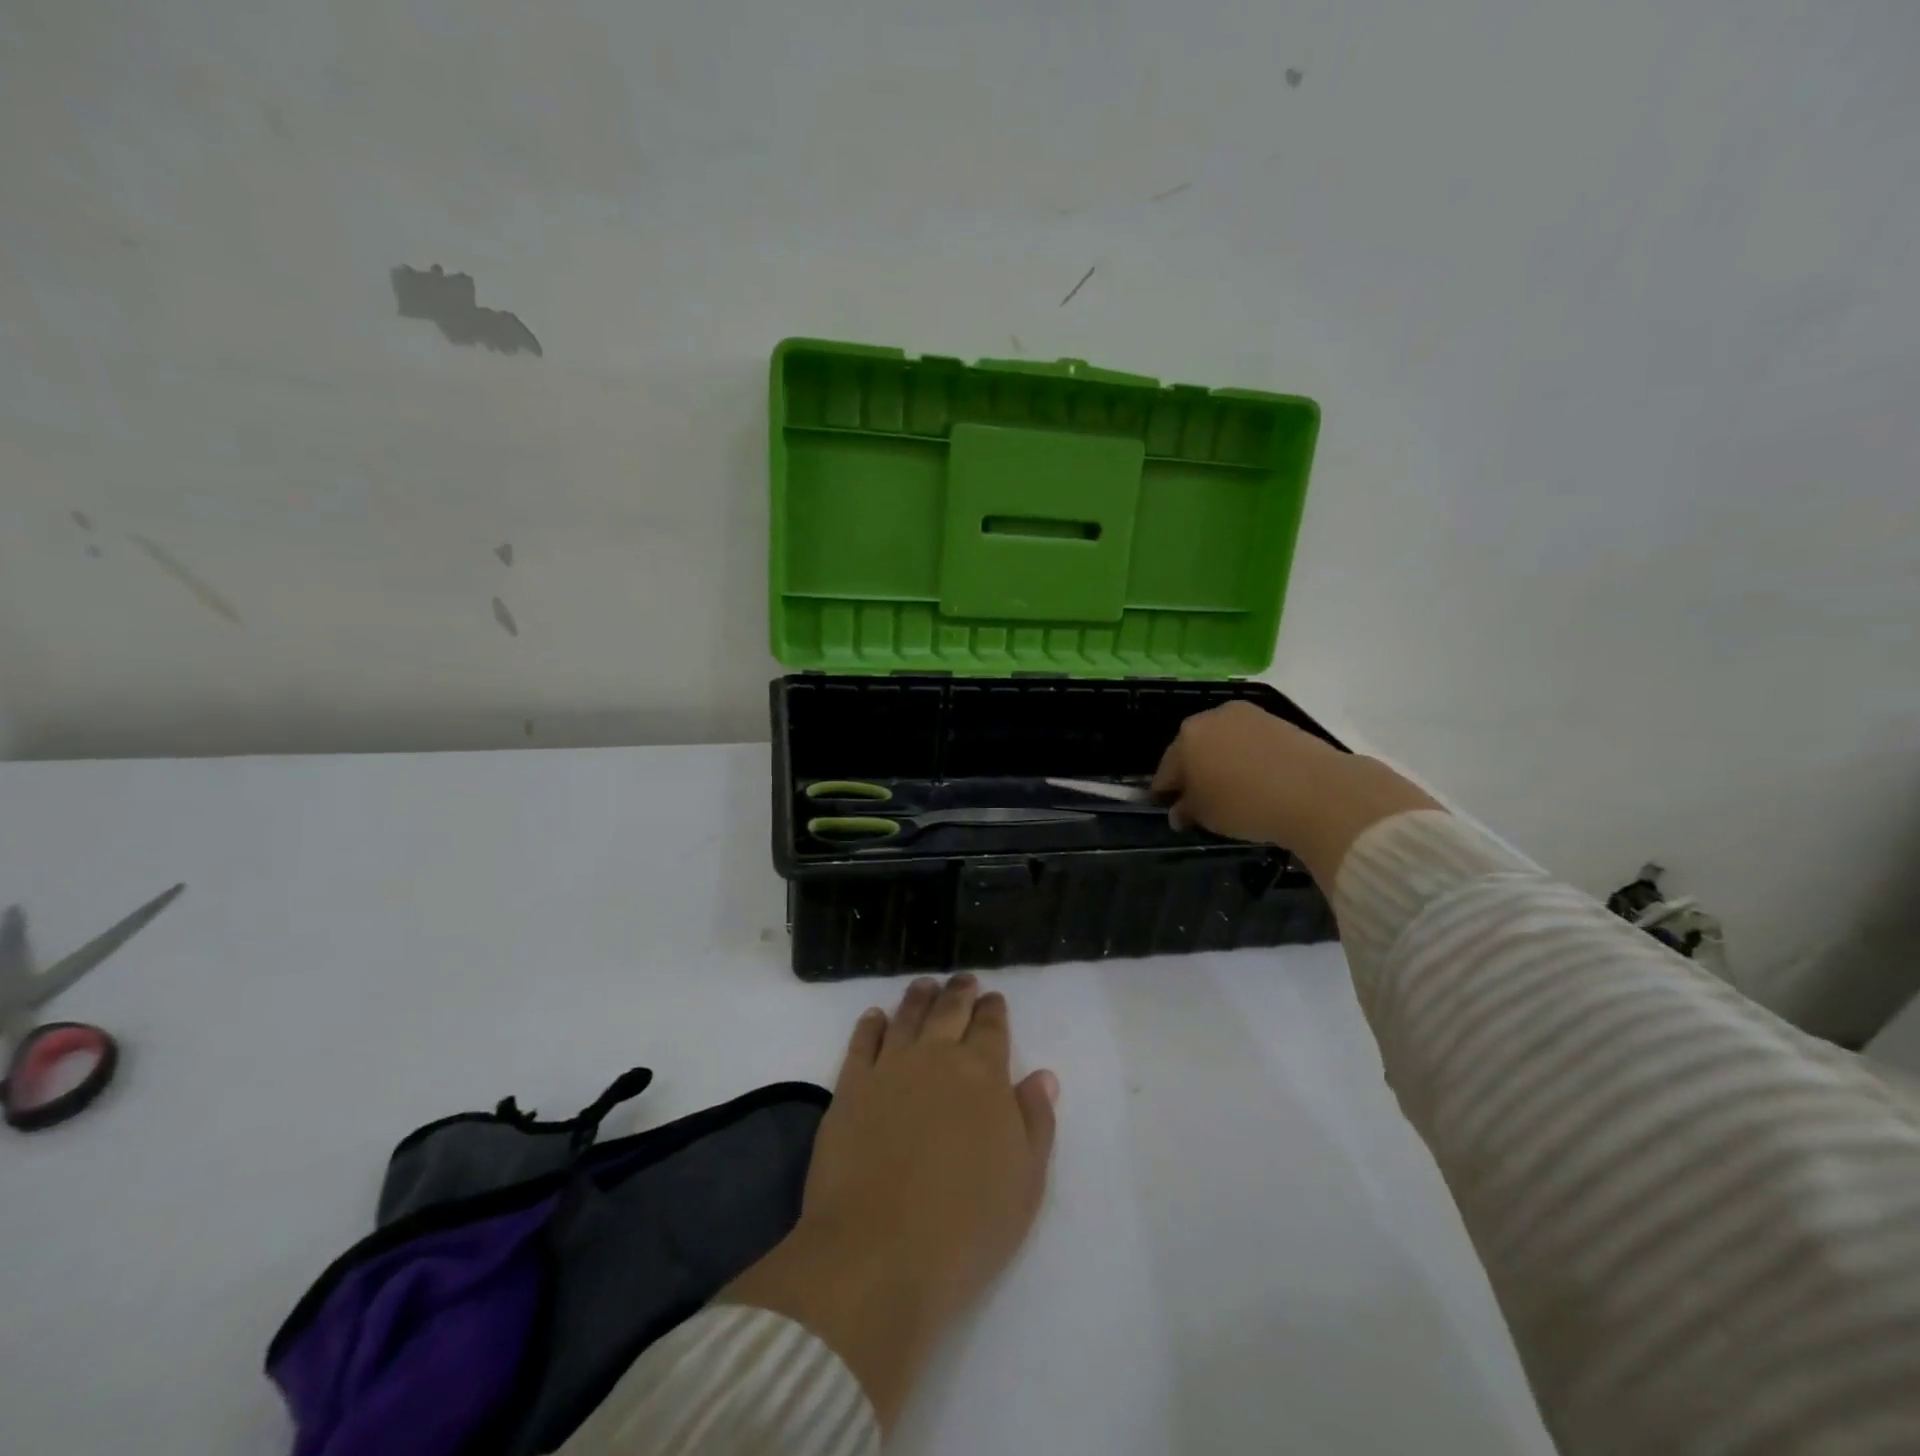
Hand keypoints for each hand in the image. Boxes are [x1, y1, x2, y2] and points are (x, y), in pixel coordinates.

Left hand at [723, 976, 1057, 1430]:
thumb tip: (1042, 1076)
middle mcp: (936, 1058)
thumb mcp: (1024, 1183)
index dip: (994, 1010)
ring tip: (924, 985)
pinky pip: (862, 1042)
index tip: (994, 999)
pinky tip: (875, 1017)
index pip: (991, 1027)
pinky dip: (871, 1024)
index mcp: (982, 1075)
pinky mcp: (849, 1088)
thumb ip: (1036, 1122)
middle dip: (960, 992)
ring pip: (906, 1017)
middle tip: (964, 979)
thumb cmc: (966, 1227)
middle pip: (949, 1011)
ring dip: (918, 997)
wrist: (879, 1255)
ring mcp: (888, 1068)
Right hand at [1152, 700, 1440, 883]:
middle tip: (1198, 798)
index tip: (1168, 807)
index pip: (1166, 768)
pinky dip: (1248, 759)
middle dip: (1193, 771)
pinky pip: (1251, 743)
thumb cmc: (1245, 803)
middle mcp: (1214, 717)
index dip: (1165, 791)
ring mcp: (1249, 716)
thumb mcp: (1206, 815)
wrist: (1317, 791)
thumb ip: (1186, 810)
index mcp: (1187, 737)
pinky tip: (1256, 780)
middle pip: (1194, 748)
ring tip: (1231, 789)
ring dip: (1221, 762)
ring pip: (1224, 742)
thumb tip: (1179, 810)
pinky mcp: (1280, 722)